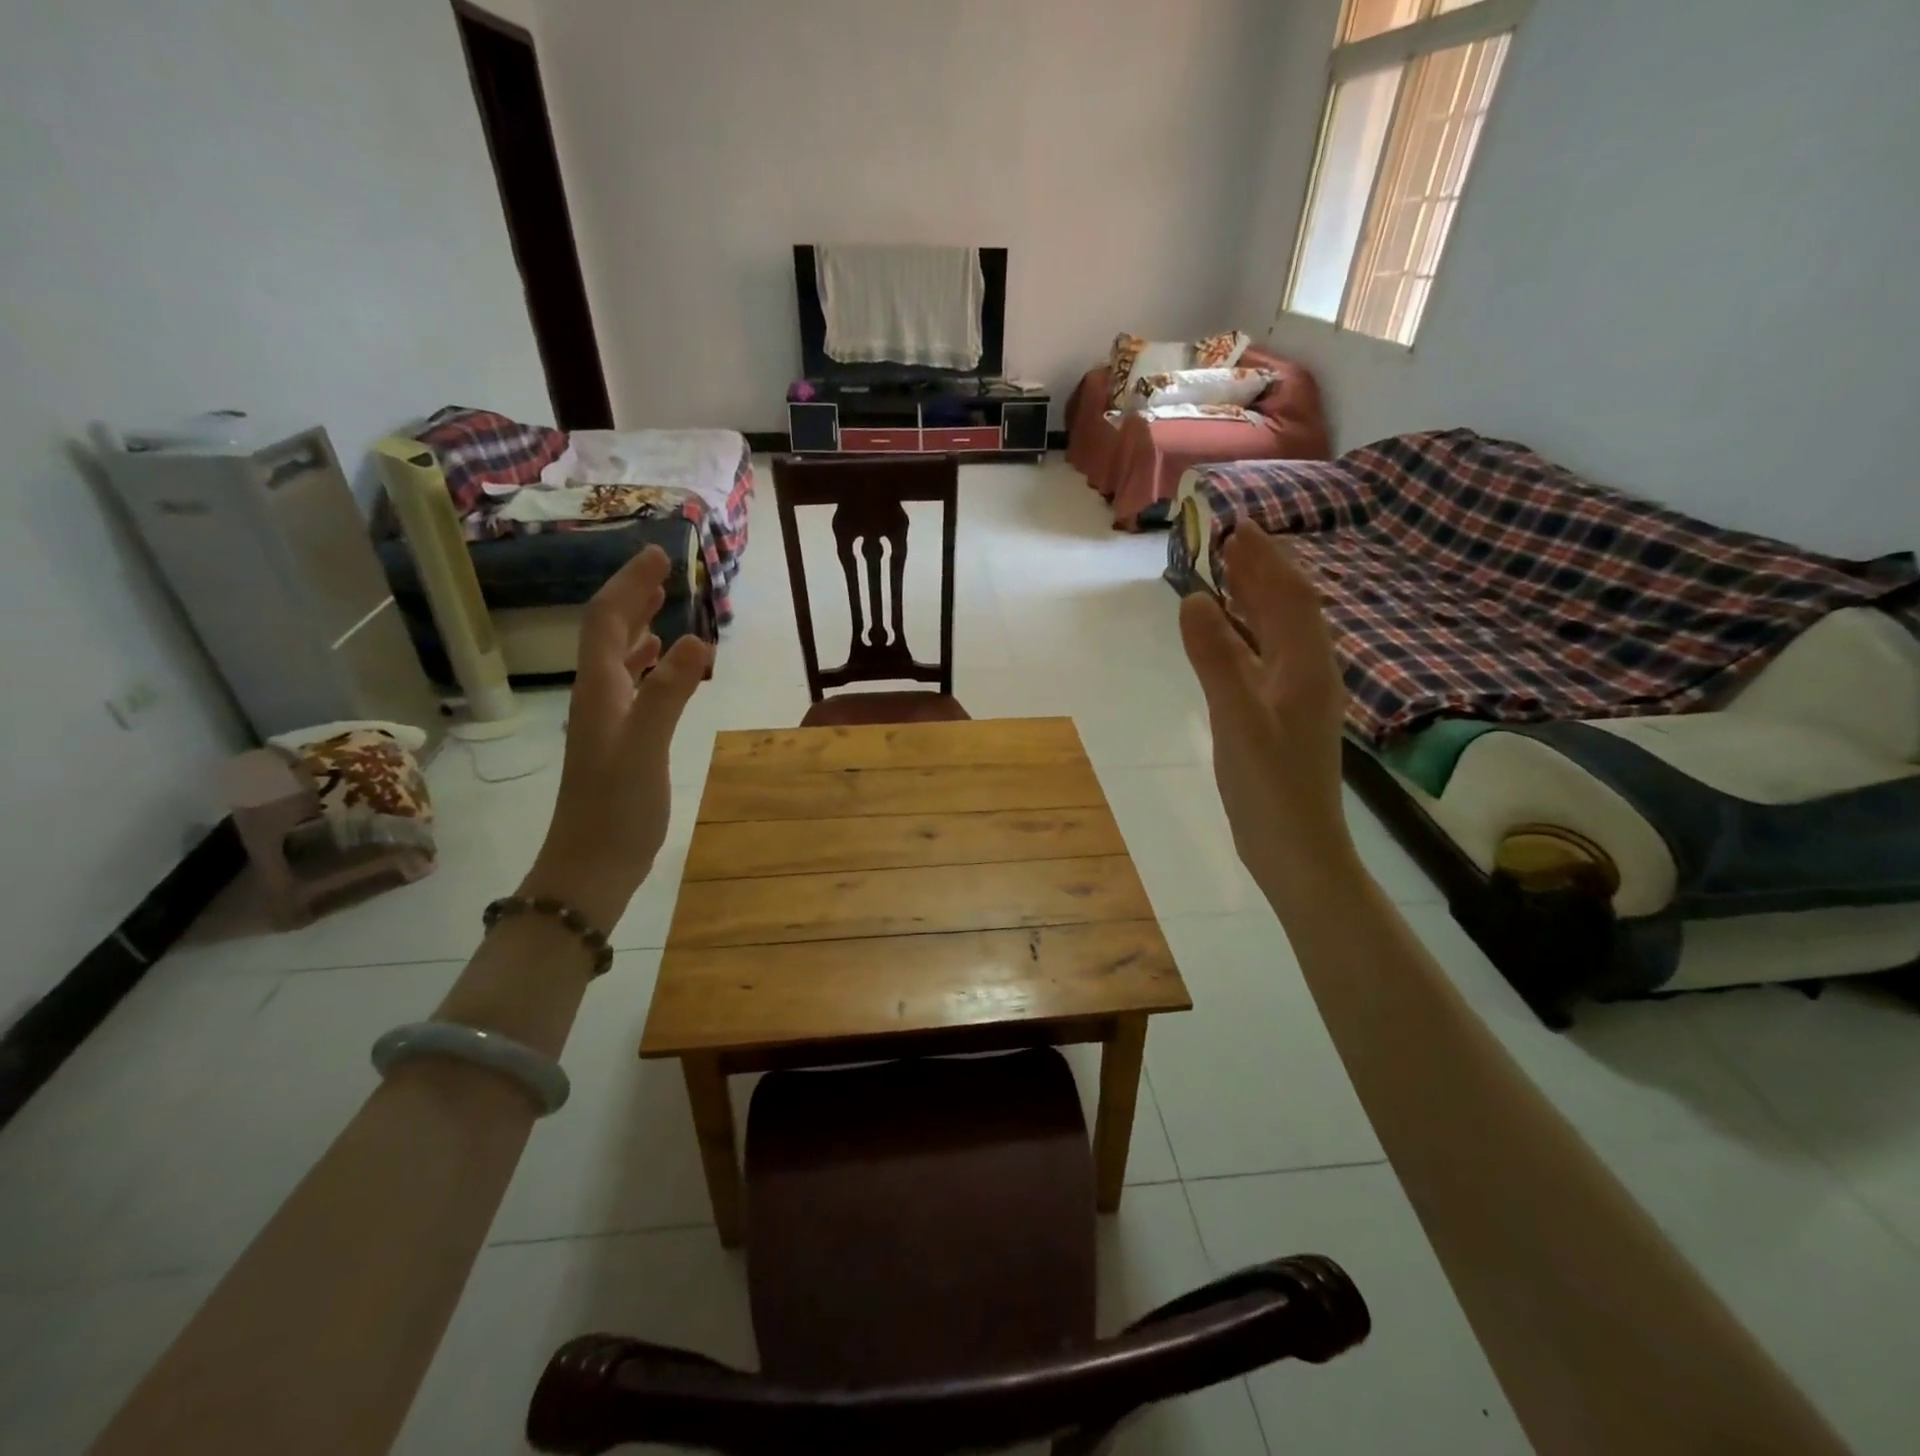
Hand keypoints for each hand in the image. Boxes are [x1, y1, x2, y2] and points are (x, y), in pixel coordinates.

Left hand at [521, 546, 713, 927]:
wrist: (590, 867)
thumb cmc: (616, 809)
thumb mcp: (645, 748)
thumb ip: (669, 693)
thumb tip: (698, 638)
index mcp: (600, 690)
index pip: (607, 622)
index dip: (629, 585)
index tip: (658, 554)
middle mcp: (598, 696)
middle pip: (609, 633)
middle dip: (632, 595)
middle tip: (663, 568)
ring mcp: (607, 720)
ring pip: (620, 658)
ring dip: (639, 625)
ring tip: (662, 603)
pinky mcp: (620, 741)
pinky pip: (632, 686)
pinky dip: (648, 663)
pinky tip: (662, 662)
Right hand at [1178, 529, 1354, 895]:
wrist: (1295, 847)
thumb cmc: (1269, 785)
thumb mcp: (1237, 719)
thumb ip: (1215, 658)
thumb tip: (1194, 599)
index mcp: (1306, 667)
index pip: (1291, 597)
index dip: (1267, 560)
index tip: (1240, 526)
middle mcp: (1307, 673)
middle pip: (1288, 610)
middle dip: (1262, 572)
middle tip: (1229, 540)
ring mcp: (1294, 697)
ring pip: (1276, 635)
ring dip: (1254, 601)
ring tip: (1225, 575)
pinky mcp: (1278, 717)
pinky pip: (1262, 660)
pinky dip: (1243, 637)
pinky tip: (1225, 637)